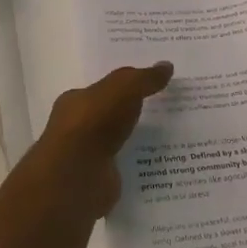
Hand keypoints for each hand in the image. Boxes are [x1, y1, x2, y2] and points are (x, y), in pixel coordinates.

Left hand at [16, 62, 172, 221]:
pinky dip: (139, 165)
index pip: (101, 90)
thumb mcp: (124, 88)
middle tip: (167, 111)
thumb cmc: (95, 122)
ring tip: (172, 138)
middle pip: (109, 116)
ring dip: (138, 141)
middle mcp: (76, 128)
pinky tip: (161, 164)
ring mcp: (86, 158)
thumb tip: (167, 65)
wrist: (78, 175)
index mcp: (75, 102)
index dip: (125, 87)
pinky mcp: (99, 181)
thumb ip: (145, 78)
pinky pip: (124, 169)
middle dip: (132, 114)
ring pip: (118, 144)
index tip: (151, 87)